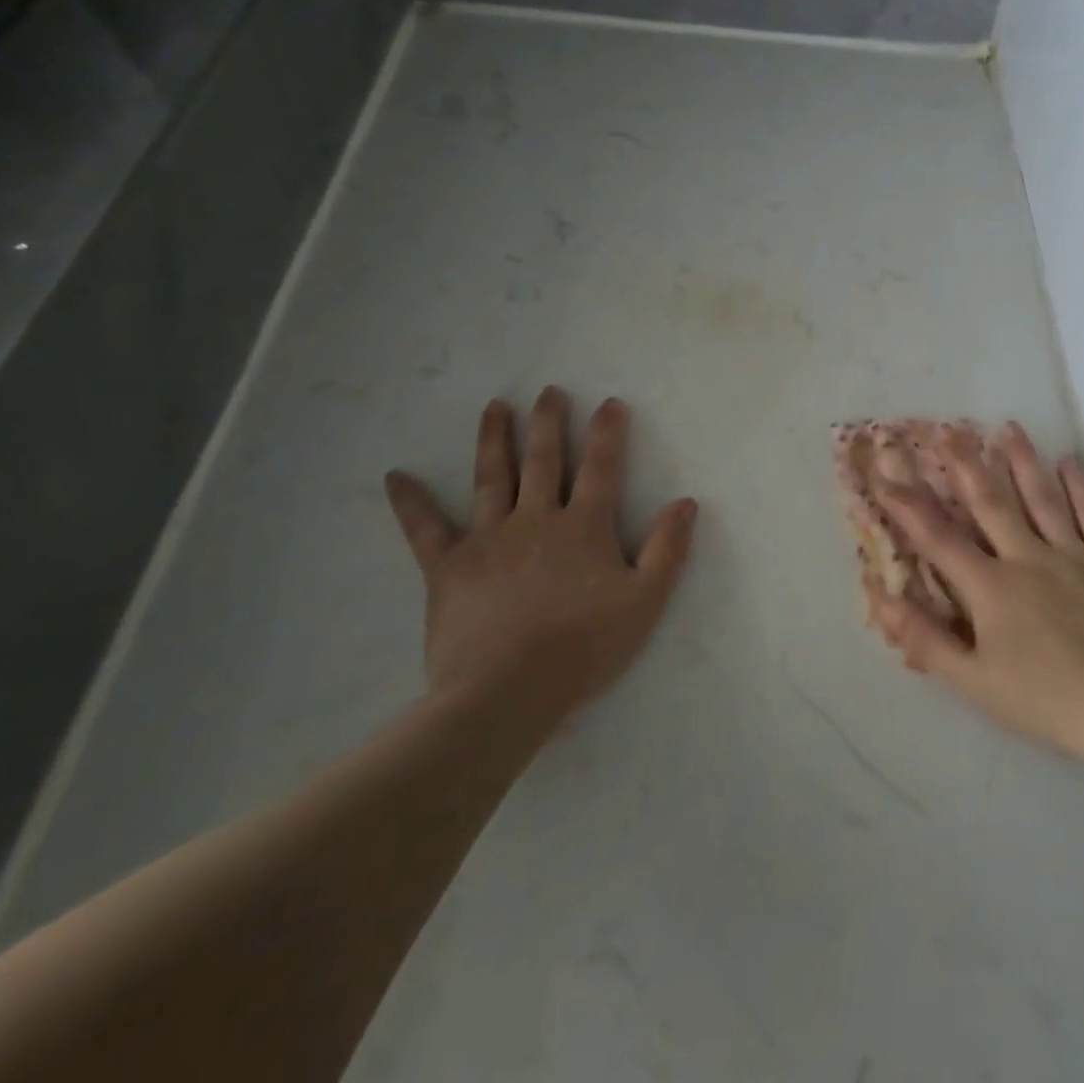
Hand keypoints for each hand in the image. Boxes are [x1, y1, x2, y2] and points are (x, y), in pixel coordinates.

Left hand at [384, 387, 697, 732]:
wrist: (507, 692)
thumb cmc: (584, 648)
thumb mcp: (645, 601)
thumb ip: (667, 549)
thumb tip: (686, 502)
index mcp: (583, 526)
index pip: (601, 467)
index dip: (608, 432)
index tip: (610, 403)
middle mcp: (536, 519)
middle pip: (543, 459)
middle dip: (548, 422)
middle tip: (549, 391)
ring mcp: (488, 538)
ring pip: (491, 477)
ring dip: (494, 439)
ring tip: (495, 406)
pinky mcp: (448, 567)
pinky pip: (425, 528)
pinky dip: (411, 502)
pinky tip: (396, 476)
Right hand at [865, 422, 1083, 770]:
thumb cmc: (1044, 700)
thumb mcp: (973, 681)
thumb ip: (924, 639)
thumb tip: (879, 598)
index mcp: (991, 587)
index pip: (938, 537)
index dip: (907, 504)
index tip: (886, 472)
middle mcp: (1028, 558)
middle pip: (990, 502)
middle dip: (965, 463)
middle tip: (948, 429)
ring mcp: (1074, 556)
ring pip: (1042, 497)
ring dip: (1022, 461)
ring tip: (1008, 428)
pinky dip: (1081, 487)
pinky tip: (1069, 462)